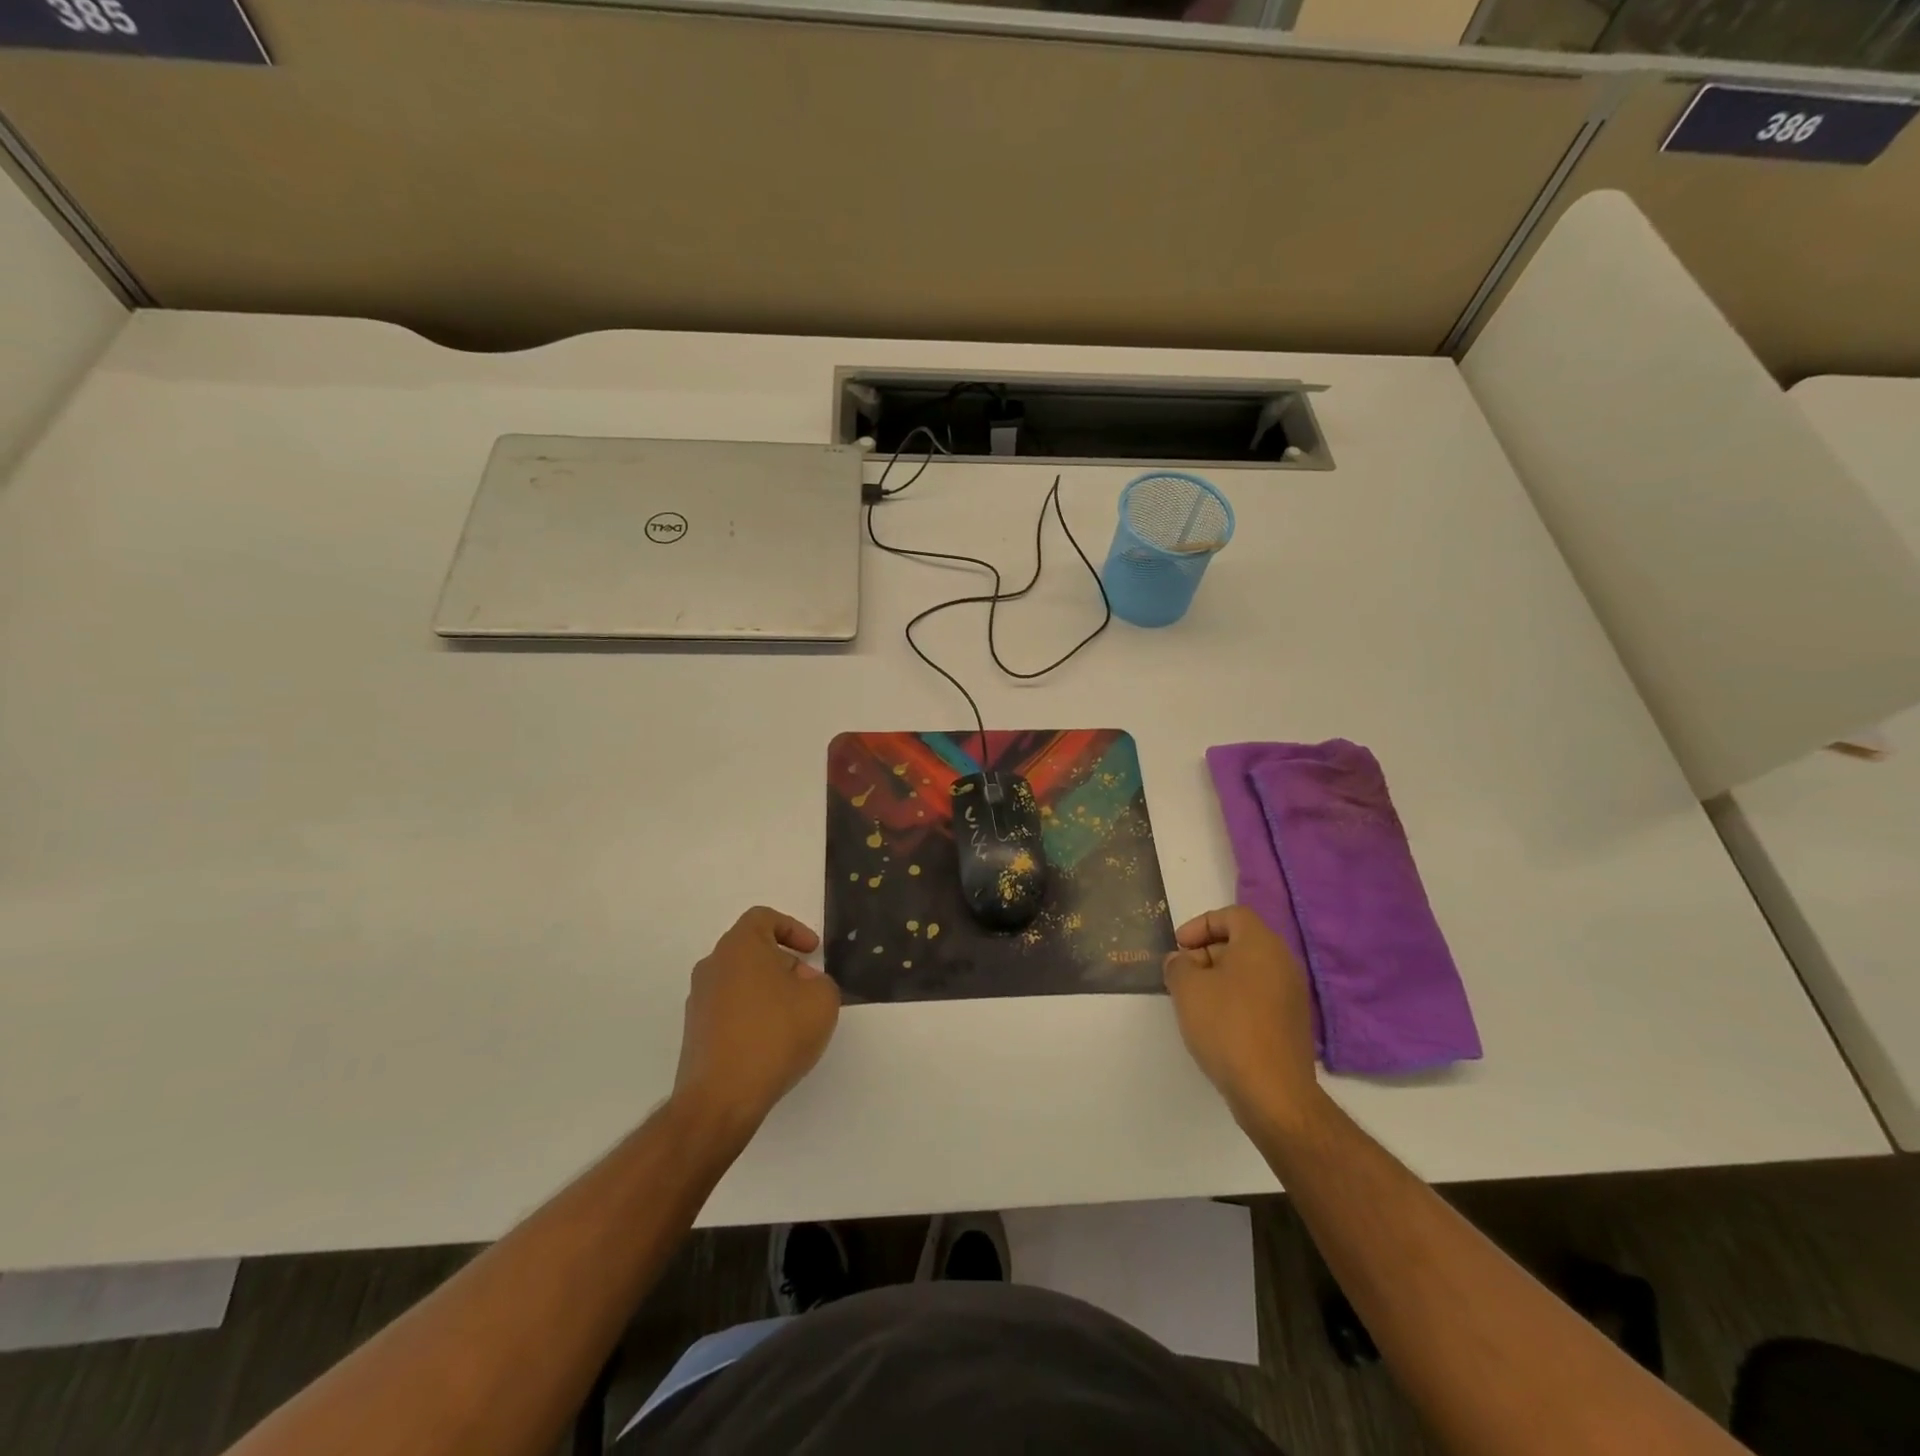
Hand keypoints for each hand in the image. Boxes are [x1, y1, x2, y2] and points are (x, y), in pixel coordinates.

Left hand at [673, 906, 840, 1138]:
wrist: (721, 1098)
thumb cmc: (774, 1035)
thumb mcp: (822, 1001)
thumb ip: (821, 982)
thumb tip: (801, 984)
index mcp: (739, 947)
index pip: (763, 918)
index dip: (792, 929)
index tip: (812, 952)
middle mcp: (712, 966)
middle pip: (752, 950)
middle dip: (784, 963)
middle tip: (808, 987)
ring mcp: (699, 1001)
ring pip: (740, 981)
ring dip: (768, 991)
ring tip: (793, 1018)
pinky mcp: (695, 1033)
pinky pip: (730, 1009)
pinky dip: (752, 1015)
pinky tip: (771, 1042)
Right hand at [1163, 906, 1322, 1130]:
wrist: (1273, 1092)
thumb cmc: (1227, 1027)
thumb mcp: (1187, 988)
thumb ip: (1178, 965)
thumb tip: (1182, 962)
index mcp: (1261, 944)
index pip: (1232, 915)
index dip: (1201, 924)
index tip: (1179, 947)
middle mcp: (1283, 963)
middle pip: (1240, 942)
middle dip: (1206, 952)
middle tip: (1182, 975)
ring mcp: (1292, 995)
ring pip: (1249, 971)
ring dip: (1218, 978)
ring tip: (1193, 1001)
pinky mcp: (1292, 1024)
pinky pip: (1259, 996)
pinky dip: (1235, 999)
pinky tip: (1215, 1024)